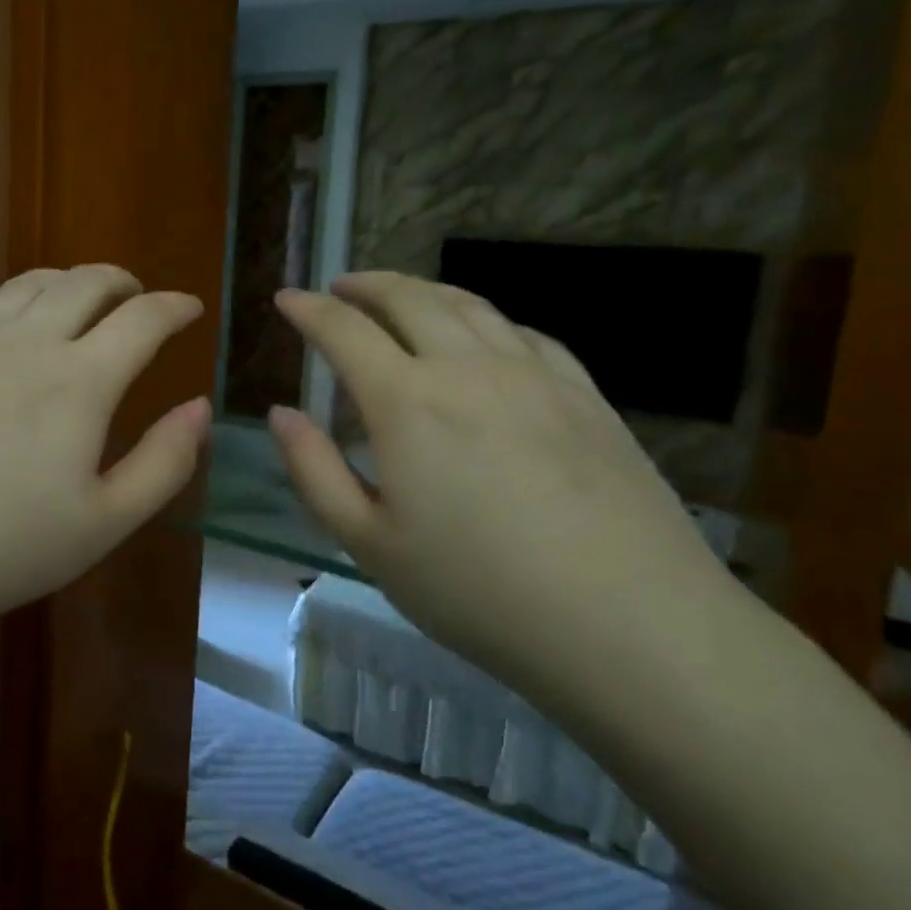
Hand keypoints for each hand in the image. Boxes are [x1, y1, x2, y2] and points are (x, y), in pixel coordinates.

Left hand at [0, 265, 209, 639]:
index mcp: (79, 381)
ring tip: (77, 300)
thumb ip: (164, 462)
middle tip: (136, 298)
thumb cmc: (1, 548)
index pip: (142, 319)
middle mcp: (26, 342)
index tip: (190, 308)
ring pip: (26, 284)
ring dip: (64, 282)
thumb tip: (200, 407)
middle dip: (122, 282)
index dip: (174, 307)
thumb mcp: (104, 523)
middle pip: (85, 283)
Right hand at [271, 271, 733, 702]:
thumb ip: (314, 470)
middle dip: (365, 286)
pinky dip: (485, 319)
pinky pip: (524, 333)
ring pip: (469, 306)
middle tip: (339, 288)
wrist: (629, 623)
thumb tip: (281, 413)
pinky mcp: (585, 394)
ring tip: (400, 297)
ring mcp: (535, 375)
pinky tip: (482, 336)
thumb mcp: (368, 543)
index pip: (344, 331)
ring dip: (422, 291)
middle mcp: (467, 367)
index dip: (308, 309)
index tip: (286, 299)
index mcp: (407, 401)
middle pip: (409, 299)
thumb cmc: (476, 591)